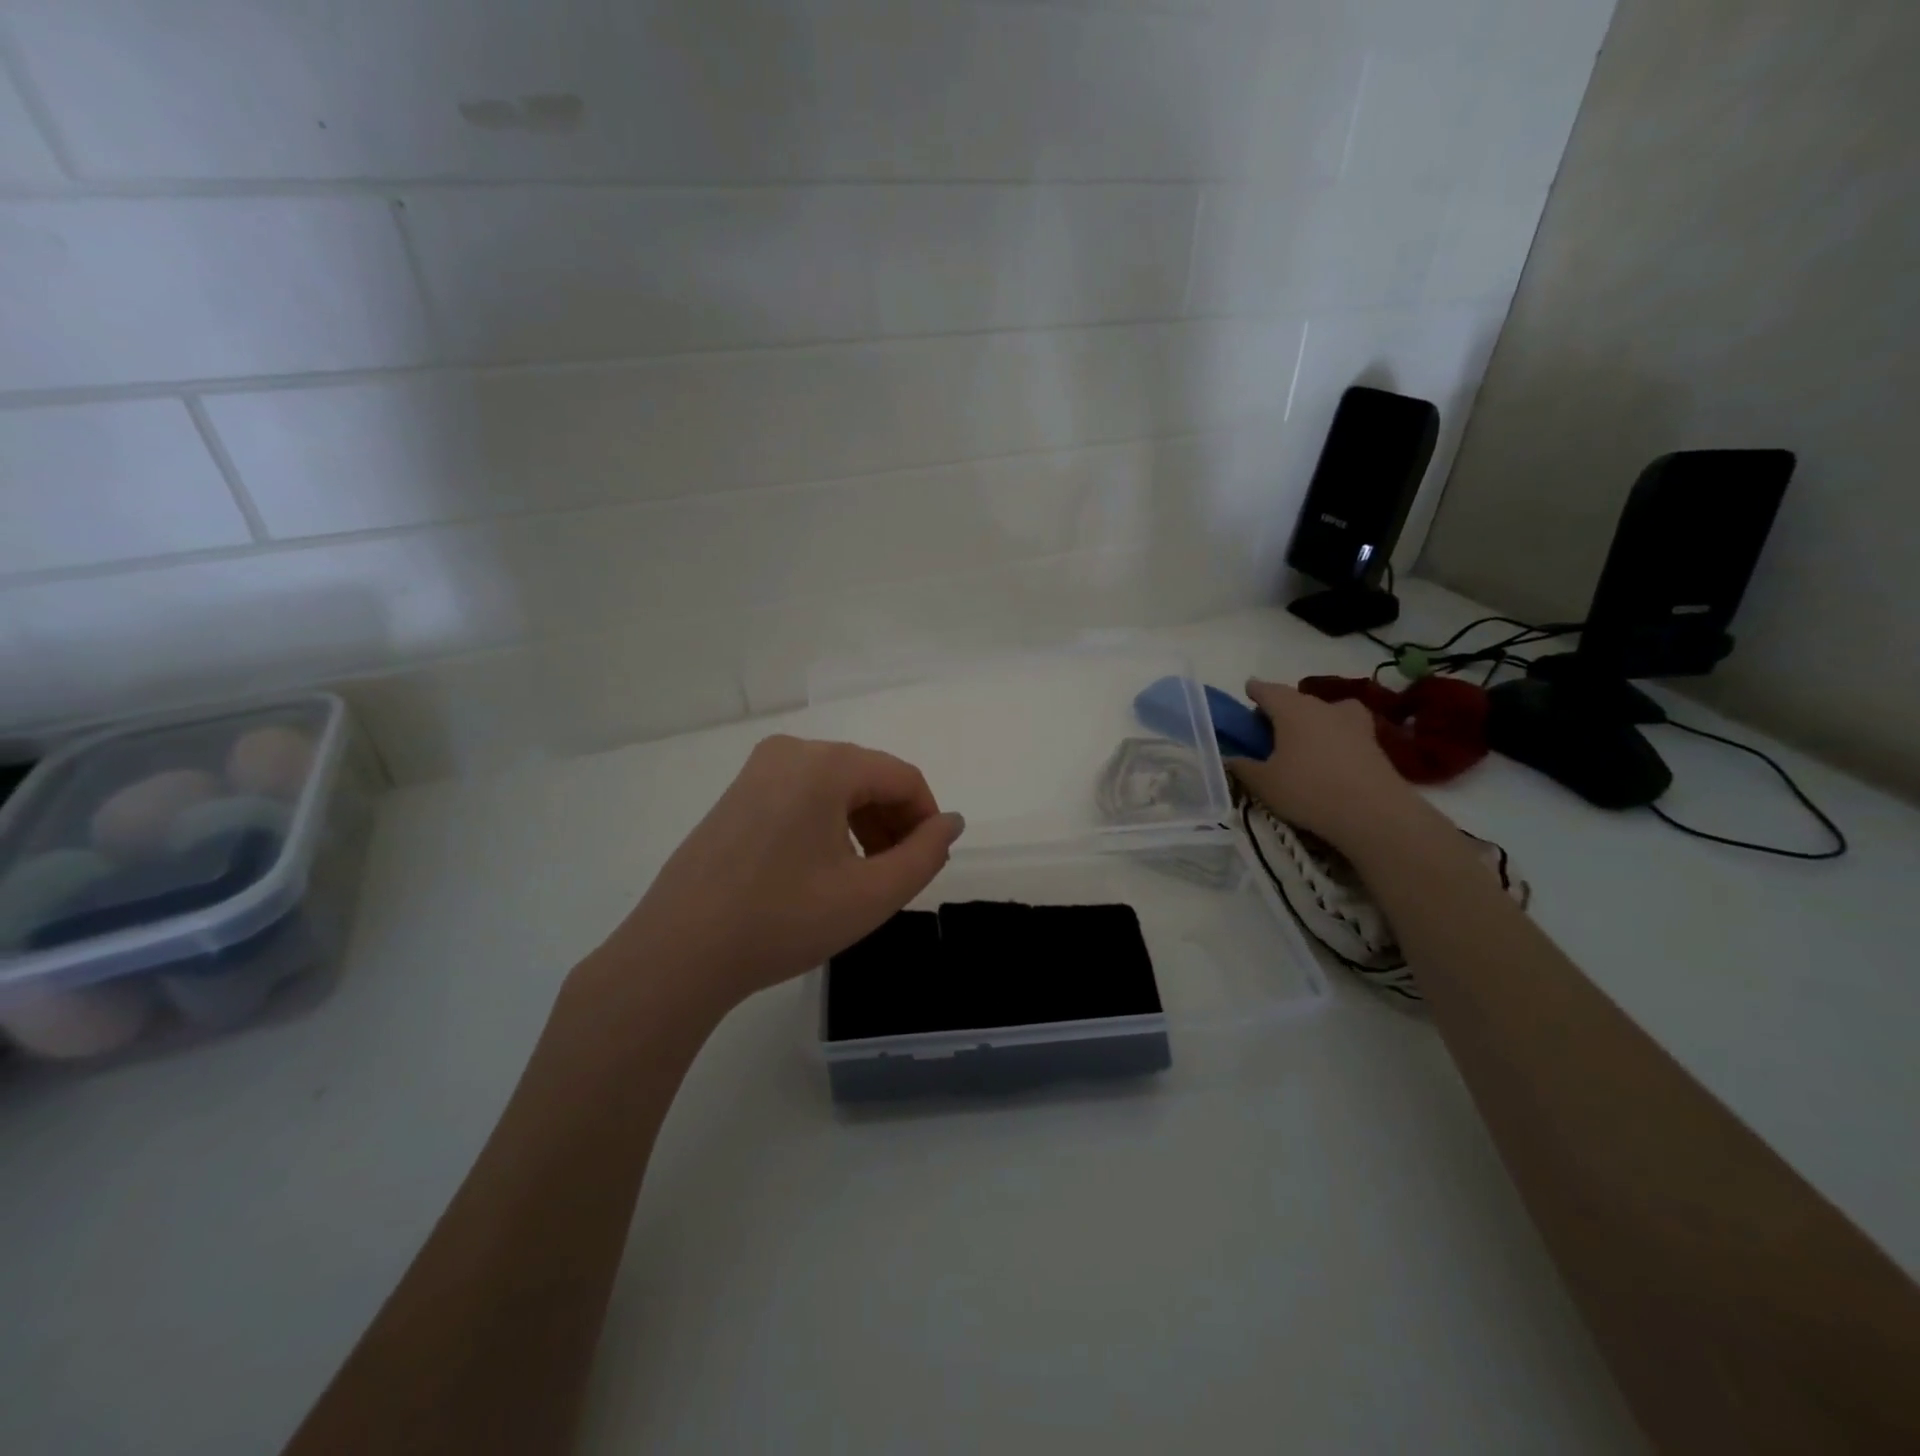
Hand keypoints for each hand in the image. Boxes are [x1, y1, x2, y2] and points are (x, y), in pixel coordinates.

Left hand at [598, 735, 964, 1017]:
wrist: (678, 953)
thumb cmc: (783, 921)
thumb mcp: (871, 895)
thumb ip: (925, 854)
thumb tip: (950, 822)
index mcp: (825, 765)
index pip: (902, 777)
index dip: (927, 819)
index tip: (928, 863)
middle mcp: (791, 752)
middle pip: (868, 777)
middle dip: (894, 823)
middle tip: (896, 876)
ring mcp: (757, 771)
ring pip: (836, 787)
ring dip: (864, 825)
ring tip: (862, 878)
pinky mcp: (737, 795)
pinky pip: (803, 796)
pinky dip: (828, 824)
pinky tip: (822, 870)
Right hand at [1228, 679, 1423, 849]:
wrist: (1373, 813)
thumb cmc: (1308, 790)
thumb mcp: (1263, 783)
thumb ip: (1242, 767)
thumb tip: (1228, 758)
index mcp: (1292, 709)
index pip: (1267, 690)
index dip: (1255, 690)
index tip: (1248, 691)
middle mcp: (1322, 707)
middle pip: (1297, 700)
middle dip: (1281, 708)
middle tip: (1268, 727)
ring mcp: (1353, 722)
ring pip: (1325, 712)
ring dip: (1312, 720)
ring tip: (1303, 740)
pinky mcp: (1373, 742)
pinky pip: (1344, 731)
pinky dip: (1333, 737)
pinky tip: (1328, 757)